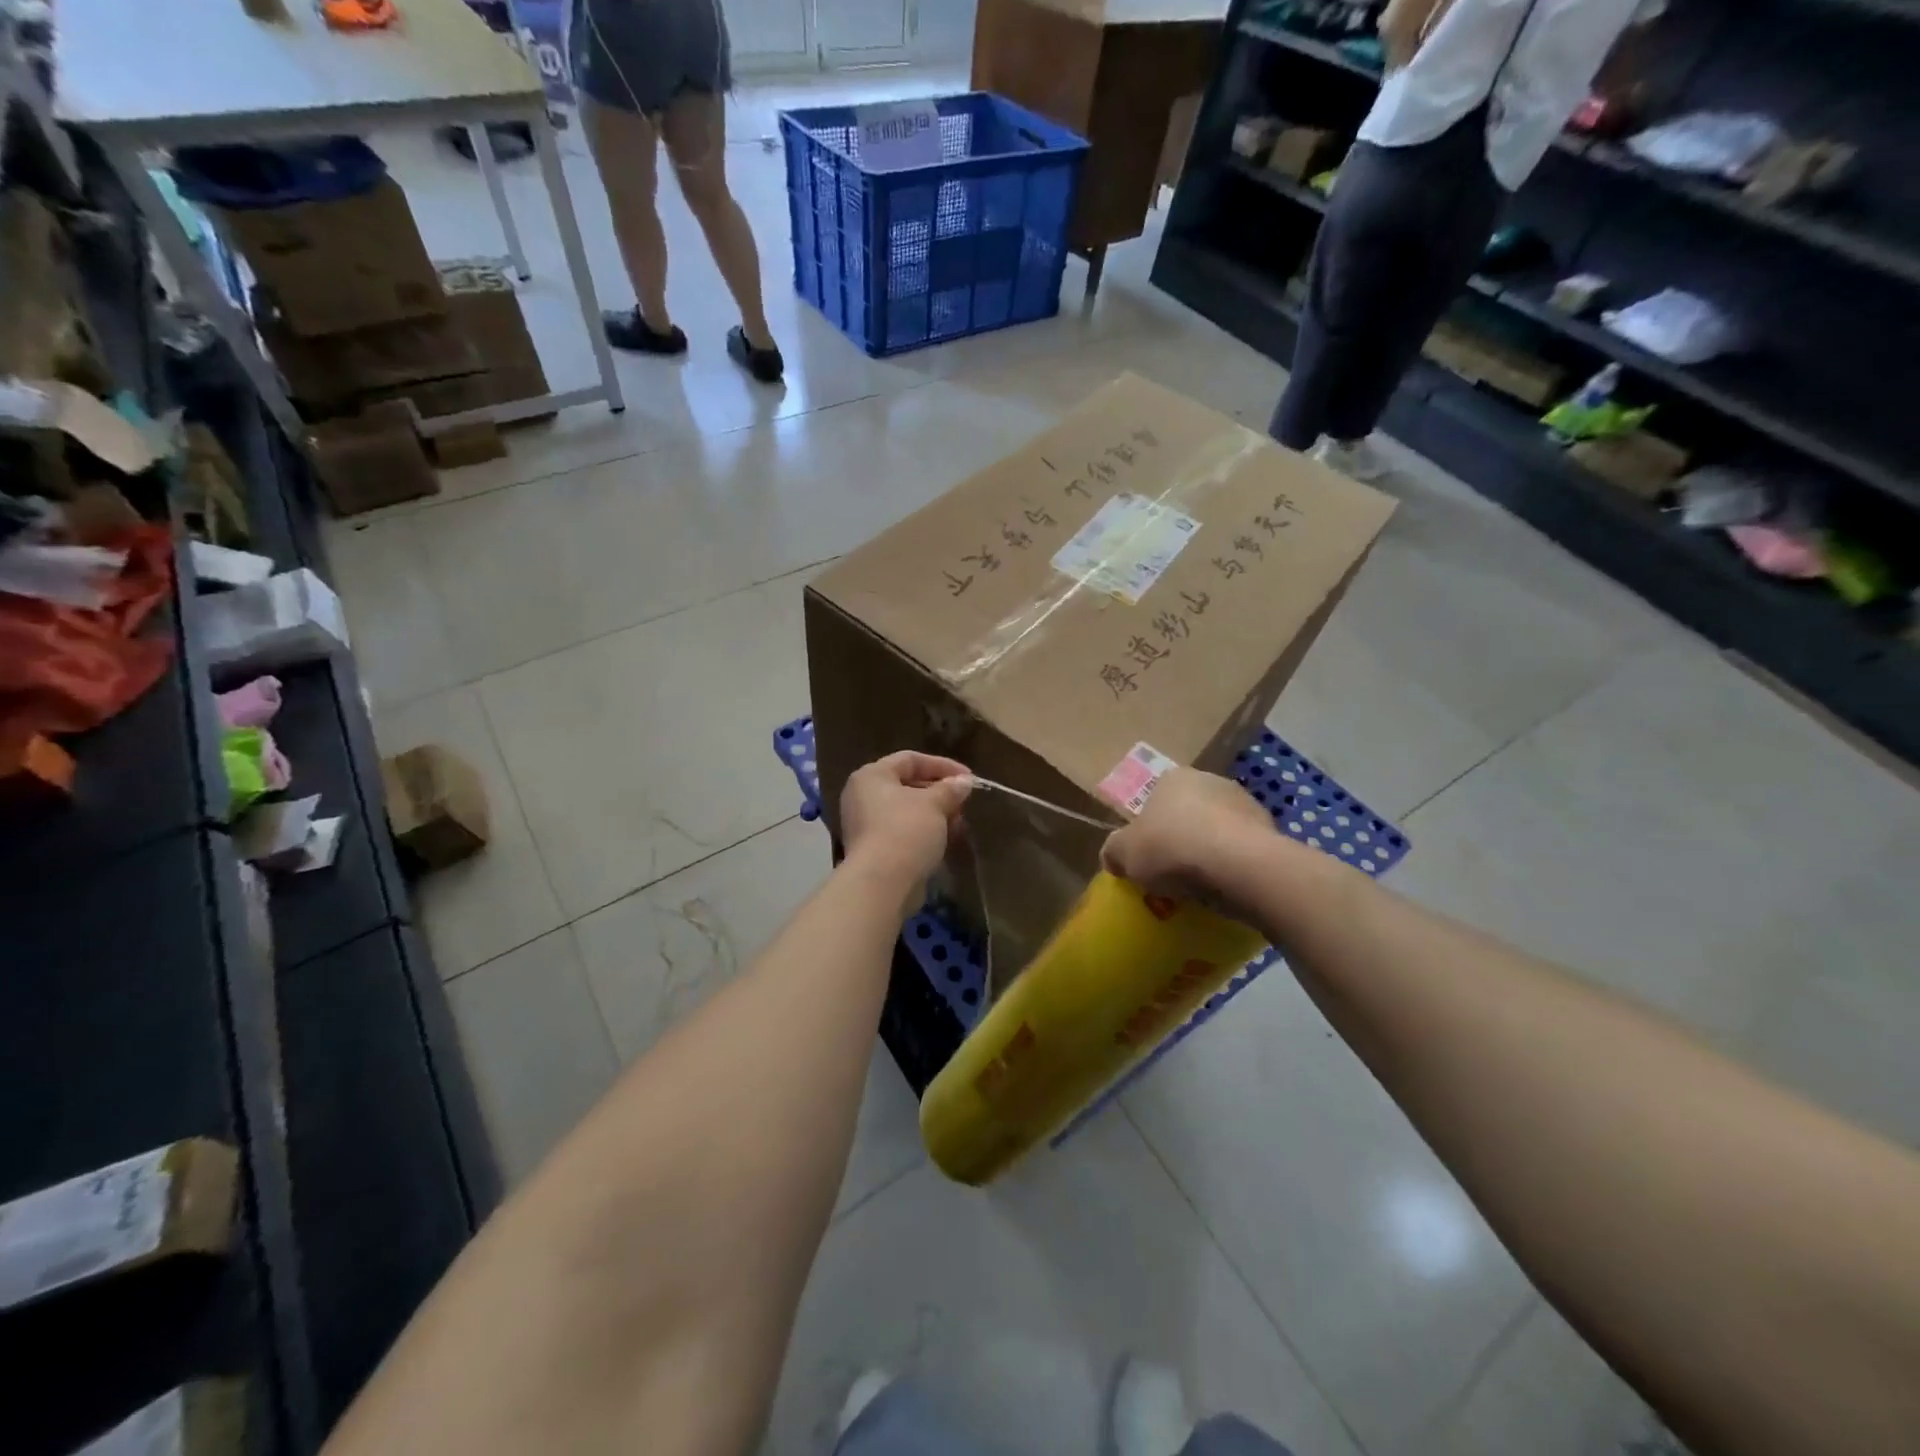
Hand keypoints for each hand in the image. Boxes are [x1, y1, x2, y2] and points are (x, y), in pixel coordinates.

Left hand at [841, 751, 972, 890]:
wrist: (883, 883)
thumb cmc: (906, 830)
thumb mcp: (934, 804)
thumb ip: (950, 789)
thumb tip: (965, 782)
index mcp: (872, 776)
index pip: (910, 759)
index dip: (942, 765)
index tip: (968, 778)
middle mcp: (863, 796)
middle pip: (908, 785)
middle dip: (940, 792)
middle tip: (964, 802)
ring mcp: (866, 824)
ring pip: (907, 811)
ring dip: (936, 814)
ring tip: (959, 823)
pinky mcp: (874, 849)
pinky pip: (903, 831)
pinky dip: (925, 831)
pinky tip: (946, 839)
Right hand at [1101, 769, 1273, 913]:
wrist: (1238, 865)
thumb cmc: (1172, 848)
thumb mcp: (1124, 854)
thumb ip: (1113, 852)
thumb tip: (1113, 858)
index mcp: (1173, 778)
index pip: (1155, 799)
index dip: (1149, 829)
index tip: (1148, 856)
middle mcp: (1210, 781)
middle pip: (1189, 813)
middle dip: (1182, 838)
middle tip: (1173, 872)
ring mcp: (1245, 803)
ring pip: (1219, 831)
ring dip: (1212, 852)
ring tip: (1202, 887)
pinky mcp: (1271, 830)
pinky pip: (1243, 851)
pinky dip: (1235, 866)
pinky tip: (1227, 889)